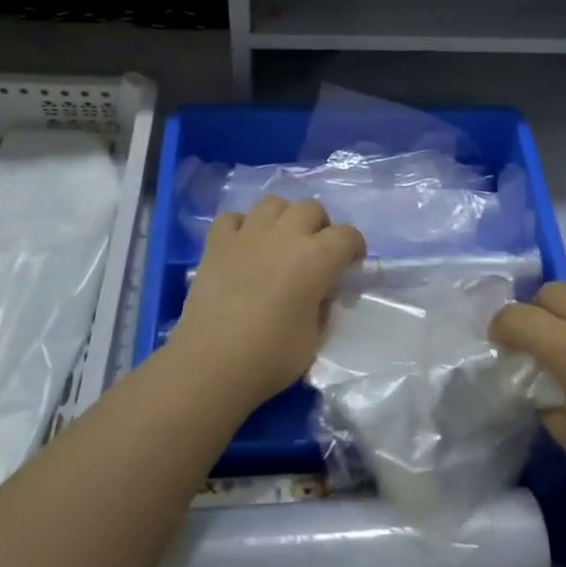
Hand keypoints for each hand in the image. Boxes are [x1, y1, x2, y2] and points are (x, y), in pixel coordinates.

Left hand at [168, 197, 365, 407]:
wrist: (211, 363)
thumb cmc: (270, 357)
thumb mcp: (315, 338)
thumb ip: (323, 306)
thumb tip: (320, 291)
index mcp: (316, 258)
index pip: (347, 235)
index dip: (354, 248)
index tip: (349, 265)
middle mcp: (285, 235)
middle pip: (311, 208)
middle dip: (319, 226)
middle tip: (314, 253)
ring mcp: (248, 234)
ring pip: (273, 203)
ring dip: (283, 218)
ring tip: (279, 243)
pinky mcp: (216, 242)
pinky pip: (233, 217)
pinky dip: (242, 226)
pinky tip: (243, 246)